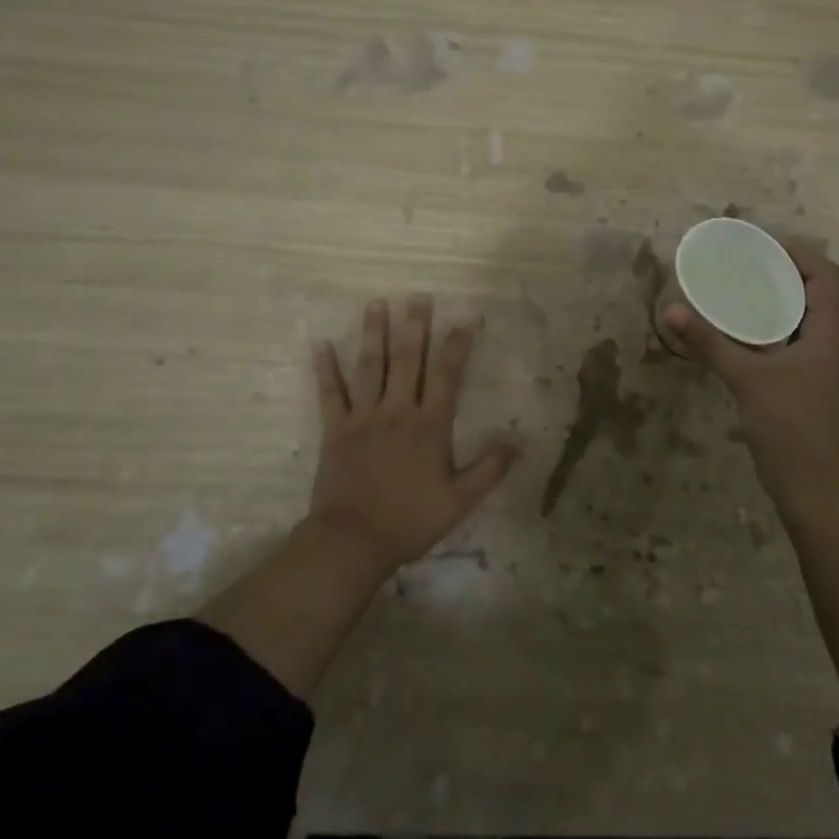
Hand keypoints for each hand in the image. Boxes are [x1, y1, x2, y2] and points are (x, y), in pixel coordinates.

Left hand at [307, 295, 518, 573]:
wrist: (353, 541)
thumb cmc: (410, 521)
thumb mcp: (460, 501)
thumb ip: (489, 469)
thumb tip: (517, 441)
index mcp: (429, 425)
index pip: (447, 375)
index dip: (457, 346)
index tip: (465, 320)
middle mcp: (397, 411)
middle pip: (408, 360)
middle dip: (414, 326)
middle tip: (418, 297)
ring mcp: (363, 418)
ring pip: (370, 367)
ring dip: (373, 334)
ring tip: (376, 304)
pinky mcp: (335, 430)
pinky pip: (330, 394)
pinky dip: (325, 369)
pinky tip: (320, 345)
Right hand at [662, 239, 838, 506]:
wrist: (811, 485)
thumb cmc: (789, 426)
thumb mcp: (747, 379)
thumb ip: (710, 343)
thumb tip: (672, 310)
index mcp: (825, 334)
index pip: (825, 277)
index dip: (800, 253)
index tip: (762, 244)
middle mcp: (824, 342)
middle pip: (812, 291)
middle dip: (781, 270)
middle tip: (741, 260)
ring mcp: (812, 363)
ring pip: (798, 316)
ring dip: (773, 297)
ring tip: (734, 285)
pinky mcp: (798, 381)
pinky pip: (784, 338)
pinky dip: (763, 324)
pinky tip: (733, 328)